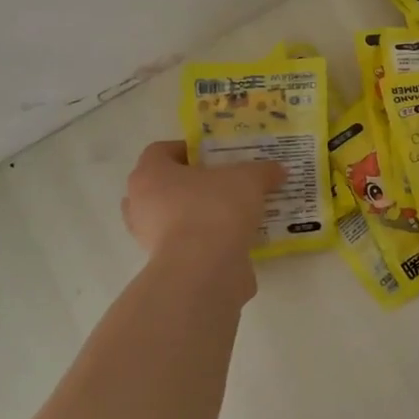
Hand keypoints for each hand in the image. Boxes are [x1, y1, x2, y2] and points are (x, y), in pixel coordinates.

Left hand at [121, 141, 283, 268]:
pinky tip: (232, 238)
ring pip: (172, 216)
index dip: (187, 149)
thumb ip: (263, 171)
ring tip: (232, 212)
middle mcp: (140, 204)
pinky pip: (185, 243)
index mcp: (150, 174)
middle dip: (192, 183)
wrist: (204, 269)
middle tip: (223, 183)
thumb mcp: (249, 180)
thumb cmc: (215, 209)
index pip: (160, 151)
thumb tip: (278, 170)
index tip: (214, 155)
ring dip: (197, 213)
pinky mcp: (164, 264)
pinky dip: (204, 240)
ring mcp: (148, 237)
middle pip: (164, 185)